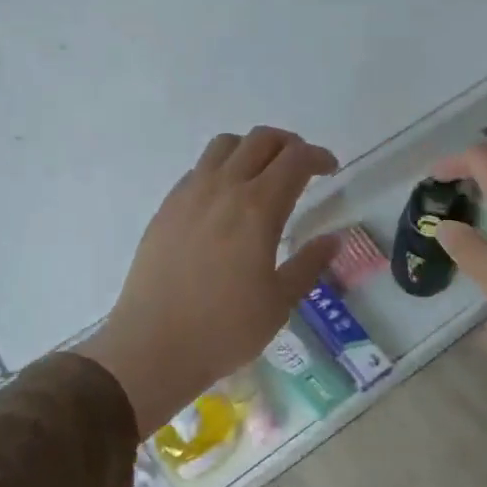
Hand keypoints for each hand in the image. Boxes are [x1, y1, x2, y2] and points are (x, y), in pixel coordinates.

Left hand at [80, 128, 338, 436]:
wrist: (153, 347)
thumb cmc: (225, 329)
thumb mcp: (280, 302)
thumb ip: (309, 264)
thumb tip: (333, 239)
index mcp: (257, 208)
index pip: (295, 159)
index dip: (318, 157)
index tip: (331, 169)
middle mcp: (223, 189)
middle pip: (261, 140)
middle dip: (289, 144)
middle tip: (302, 167)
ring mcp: (189, 195)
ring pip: (224, 146)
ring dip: (252, 149)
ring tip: (263, 175)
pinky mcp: (165, 209)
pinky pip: (199, 169)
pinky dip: (222, 169)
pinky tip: (226, 201)